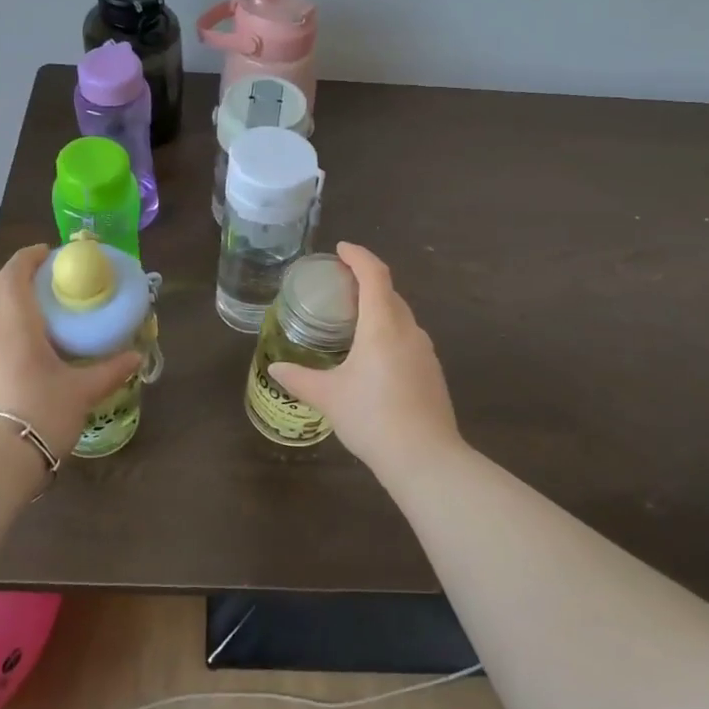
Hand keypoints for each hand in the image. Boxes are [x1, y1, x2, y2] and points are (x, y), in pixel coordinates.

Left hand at [0, 244, 140, 460]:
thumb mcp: (81, 392)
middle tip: (59, 294)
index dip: (29, 257)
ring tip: (49, 329)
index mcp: (15, 325)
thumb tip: (136, 356)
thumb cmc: (39, 414)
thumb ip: (109, 370)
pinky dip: (11, 342)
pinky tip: (32, 363)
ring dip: (20, 317)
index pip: (13, 274)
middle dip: (29, 288)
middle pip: (5, 297)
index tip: (49, 253)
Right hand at [268, 242, 463, 478]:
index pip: (374, 274)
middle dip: (367, 281)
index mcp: (383, 325)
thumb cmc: (372, 417)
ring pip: (401, 317)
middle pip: (389, 292)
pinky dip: (390, 332)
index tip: (341, 249)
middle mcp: (408, 330)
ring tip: (354, 318)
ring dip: (380, 308)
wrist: (425, 458)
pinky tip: (374, 355)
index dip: (358, 256)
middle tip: (340, 284)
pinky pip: (408, 338)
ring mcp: (425, 352)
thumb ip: (300, 379)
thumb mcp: (328, 397)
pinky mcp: (432, 372)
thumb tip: (275, 369)